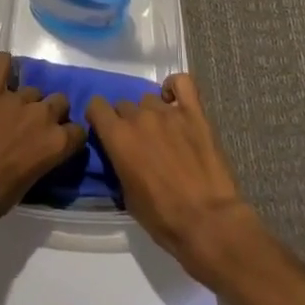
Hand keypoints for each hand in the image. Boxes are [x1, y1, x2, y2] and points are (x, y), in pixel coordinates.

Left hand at [0, 52, 85, 230]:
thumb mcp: (29, 185)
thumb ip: (41, 159)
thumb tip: (39, 153)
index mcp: (56, 143)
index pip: (78, 131)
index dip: (69, 137)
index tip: (60, 142)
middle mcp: (42, 115)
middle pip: (60, 101)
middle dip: (52, 112)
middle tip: (34, 127)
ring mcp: (16, 99)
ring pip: (33, 89)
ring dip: (27, 100)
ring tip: (12, 113)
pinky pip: (0, 65)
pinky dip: (2, 64)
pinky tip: (1, 69)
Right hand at [86, 72, 261, 287]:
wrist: (208, 222)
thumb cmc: (163, 219)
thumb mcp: (127, 197)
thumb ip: (120, 165)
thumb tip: (122, 155)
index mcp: (118, 137)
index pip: (96, 106)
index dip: (99, 118)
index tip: (105, 131)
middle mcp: (139, 117)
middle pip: (124, 105)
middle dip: (127, 122)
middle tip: (139, 144)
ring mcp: (168, 111)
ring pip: (149, 99)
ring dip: (150, 114)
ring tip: (162, 133)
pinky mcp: (194, 112)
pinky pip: (182, 83)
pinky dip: (175, 87)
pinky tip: (174, 101)